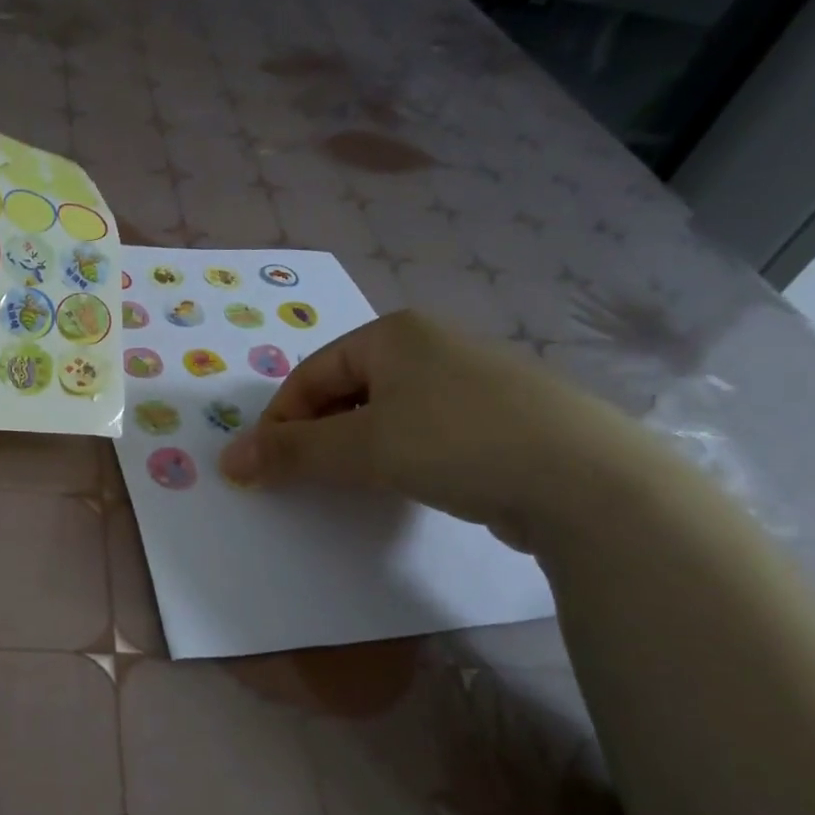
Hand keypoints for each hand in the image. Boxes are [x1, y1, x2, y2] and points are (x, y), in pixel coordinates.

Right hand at [218, 311, 648, 549]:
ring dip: (355, 445)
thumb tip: (228, 460)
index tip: (263, 466)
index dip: (279, 420)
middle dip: (317, 433)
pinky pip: (425, 428)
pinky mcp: (498, 416)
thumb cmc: (457, 442)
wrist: (586, 480)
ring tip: (350, 482)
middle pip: (346, 388)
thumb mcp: (363, 447)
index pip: (311, 373)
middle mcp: (431, 344)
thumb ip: (292, 452)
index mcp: (394, 333)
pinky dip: (399, 453)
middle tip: (302, 476)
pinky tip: (406, 481)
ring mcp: (470, 378)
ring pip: (386, 410)